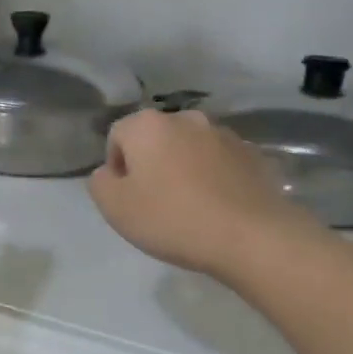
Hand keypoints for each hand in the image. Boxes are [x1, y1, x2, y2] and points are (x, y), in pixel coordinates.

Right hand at [89, 109, 316, 276]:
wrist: (249, 235)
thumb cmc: (172, 220)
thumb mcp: (116, 208)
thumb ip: (100, 183)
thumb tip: (109, 172)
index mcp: (148, 126)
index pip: (117, 136)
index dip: (116, 167)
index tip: (126, 199)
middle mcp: (186, 118)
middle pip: (156, 138)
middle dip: (151, 164)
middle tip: (155, 204)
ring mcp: (224, 134)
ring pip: (190, 149)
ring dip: (183, 169)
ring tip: (189, 207)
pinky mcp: (252, 154)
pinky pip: (220, 163)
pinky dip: (213, 178)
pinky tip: (216, 208)